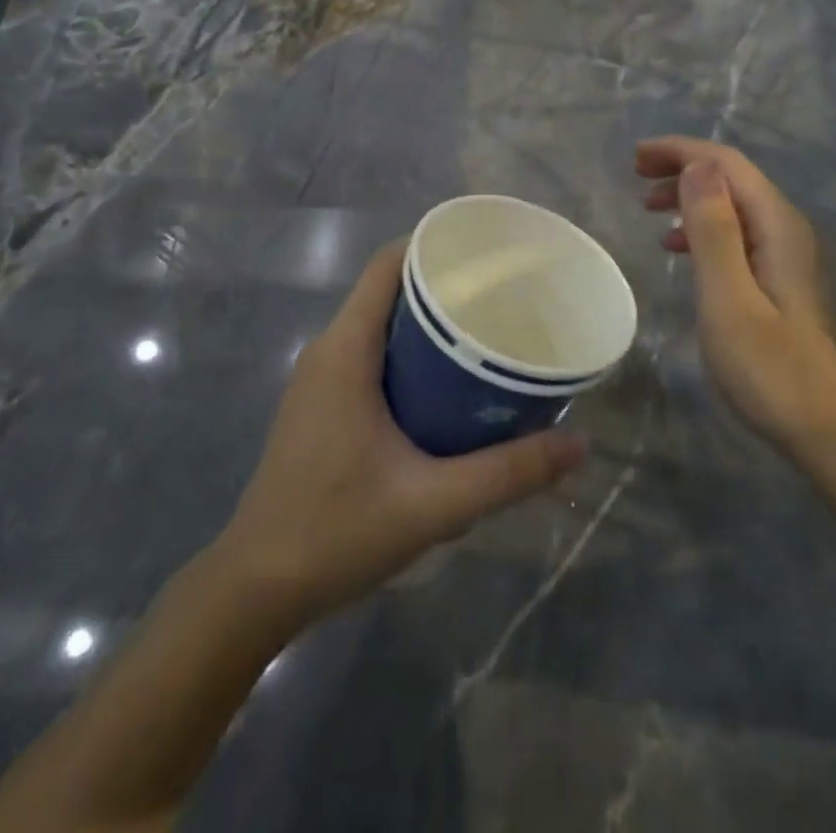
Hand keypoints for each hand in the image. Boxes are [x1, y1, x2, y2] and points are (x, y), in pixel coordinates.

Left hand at [215, 241, 585, 626]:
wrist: (256, 589)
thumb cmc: (337, 532)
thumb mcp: (434, 504)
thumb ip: (509, 473)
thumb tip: (579, 444)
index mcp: (345, 349)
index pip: (388, 265)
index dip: (435, 246)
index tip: (488, 254)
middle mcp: (328, 350)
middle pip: (389, 290)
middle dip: (445, 286)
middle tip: (505, 298)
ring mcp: (319, 379)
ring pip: (380, 324)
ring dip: (428, 323)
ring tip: (487, 334)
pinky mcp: (320, 405)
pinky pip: (369, 354)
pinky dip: (409, 353)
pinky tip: (448, 385)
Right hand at [636, 137, 835, 461]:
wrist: (827, 432)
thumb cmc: (771, 369)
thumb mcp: (729, 298)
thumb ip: (714, 230)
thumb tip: (697, 166)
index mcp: (778, 226)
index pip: (727, 165)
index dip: (680, 152)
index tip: (635, 157)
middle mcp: (788, 230)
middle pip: (732, 179)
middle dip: (683, 169)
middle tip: (635, 178)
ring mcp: (789, 257)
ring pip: (734, 206)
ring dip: (690, 198)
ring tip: (649, 210)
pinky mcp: (782, 282)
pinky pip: (737, 235)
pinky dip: (703, 230)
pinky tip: (680, 249)